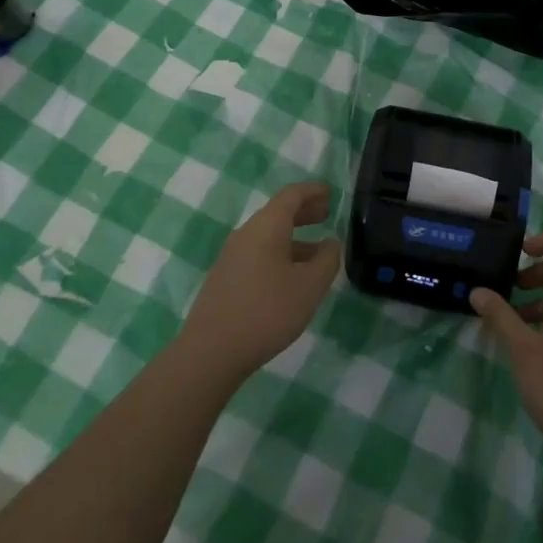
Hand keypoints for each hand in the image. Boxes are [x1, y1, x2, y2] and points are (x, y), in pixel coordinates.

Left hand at [179, 182, 340, 385]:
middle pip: (277, 213)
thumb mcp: (309, 287)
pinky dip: (280, 254)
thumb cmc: (267, 311)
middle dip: (304, 212)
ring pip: (268, 236)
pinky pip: (258, 254)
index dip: (312, 191)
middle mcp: (246, 234)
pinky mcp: (225, 278)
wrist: (211, 351)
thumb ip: (326, 260)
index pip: (291, 195)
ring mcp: (232, 256)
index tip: (331, 192)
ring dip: (294, 237)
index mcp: (266, 227)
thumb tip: (331, 243)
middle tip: (327, 214)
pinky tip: (291, 277)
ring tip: (318, 252)